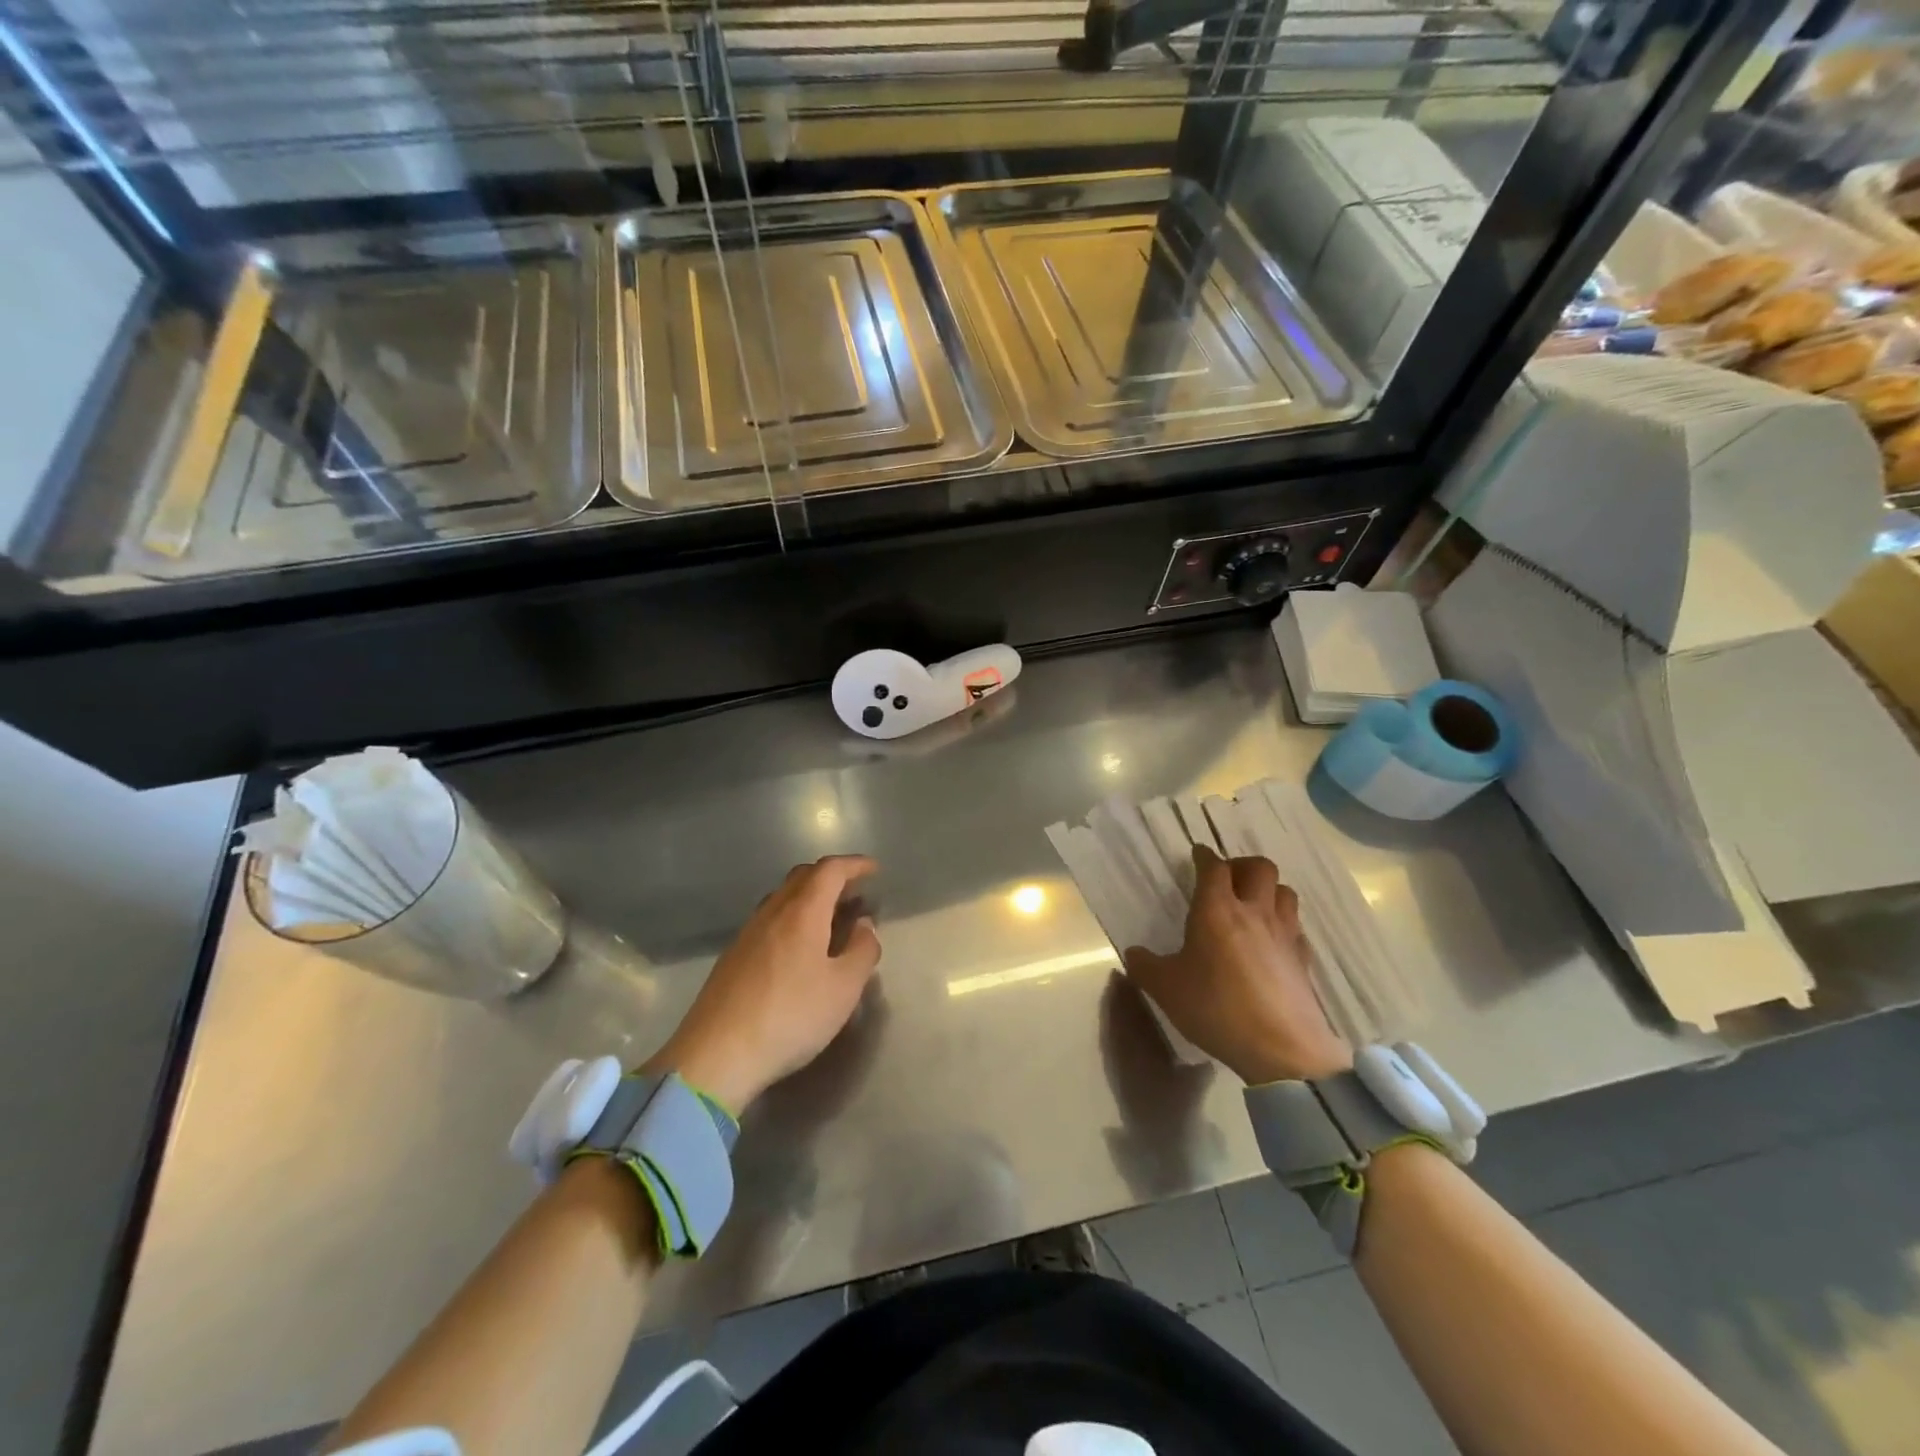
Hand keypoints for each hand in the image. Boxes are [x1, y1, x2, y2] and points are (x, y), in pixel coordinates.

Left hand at [647, 856, 880, 1110]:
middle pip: (803, 876)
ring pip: (783, 897)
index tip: (874, 869)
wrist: (716, 1055)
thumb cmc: (790, 1016)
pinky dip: (793, 917)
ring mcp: (748, 933)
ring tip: (830, 918)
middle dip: (832, 876)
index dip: (854, 865)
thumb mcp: (843, 988)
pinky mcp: (733, 956)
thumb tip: (864, 925)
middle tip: (854, 891)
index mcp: (802, 912)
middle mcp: (773, 912)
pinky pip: (770, 919)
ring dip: (810, 897)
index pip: (830, 870)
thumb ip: (862, 950)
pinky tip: (799, 946)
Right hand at [1123, 845, 1351, 1084]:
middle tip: (1226, 880)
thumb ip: (1145, 966)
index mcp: (1217, 910)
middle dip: (1242, 865)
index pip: (1213, 867)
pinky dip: (1284, 925)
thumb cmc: (1217, 1009)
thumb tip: (1133, 953)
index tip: (1197, 855)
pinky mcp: (1304, 960)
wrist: (1282, 1050)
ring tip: (1252, 905)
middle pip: (1260, 867)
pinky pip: (1296, 927)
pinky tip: (1272, 943)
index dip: (1204, 856)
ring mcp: (1284, 935)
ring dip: (1268, 890)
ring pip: (1284, 892)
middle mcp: (1254, 912)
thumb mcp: (1166, 989)